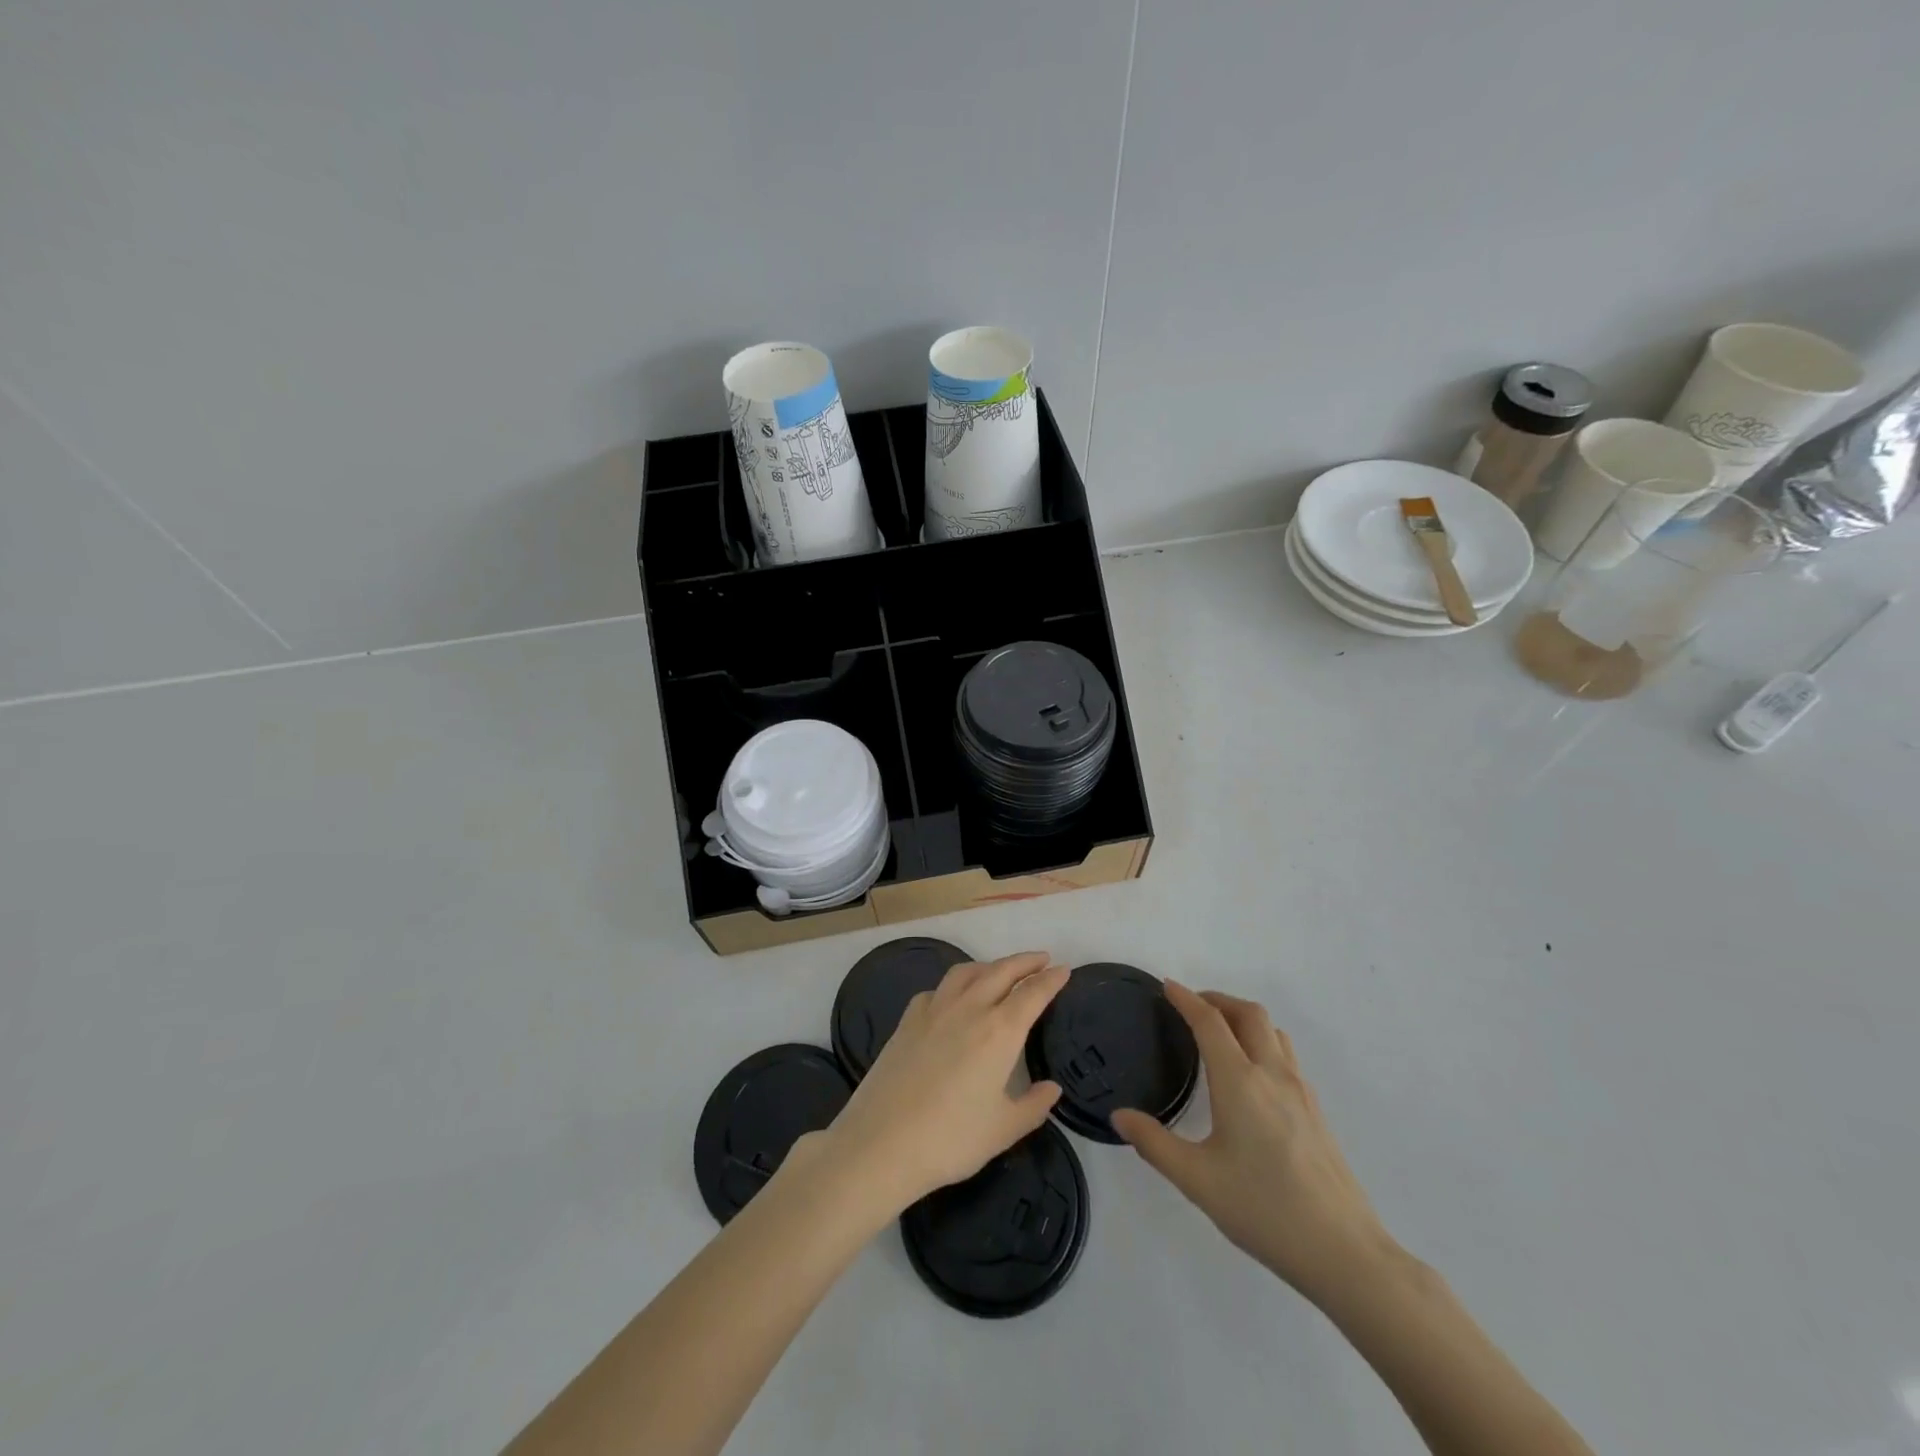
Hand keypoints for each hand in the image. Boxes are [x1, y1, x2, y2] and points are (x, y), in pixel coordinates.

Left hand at [808, 952, 1067, 1218]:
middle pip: (1001, 971)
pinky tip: (953, 998)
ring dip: (989, 965)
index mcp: (999, 1031)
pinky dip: (953, 985)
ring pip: (966, 972)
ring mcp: (934, 1010)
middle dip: (1025, 962)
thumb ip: (1033, 1105)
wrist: (881, 1142)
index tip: (1064, 970)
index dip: (1051, 980)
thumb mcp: (1003, 1130)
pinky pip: (936, 990)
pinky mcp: (907, 1020)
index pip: (1032, 994)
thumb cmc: (951, 1139)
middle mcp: (969, 1009)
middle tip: (1042, 959)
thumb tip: (1052, 1088)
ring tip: (1000, 970)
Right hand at [1112, 983, 1394, 1301]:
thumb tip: (1119, 1116)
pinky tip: (1251, 1075)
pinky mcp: (1316, 1111)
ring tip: (1221, 1033)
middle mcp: (1272, 1074)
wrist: (1344, 1252)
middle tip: (1192, 1006)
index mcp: (1239, 1082)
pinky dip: (1263, 1042)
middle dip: (1218, 999)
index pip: (1210, 1022)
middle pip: (1248, 1013)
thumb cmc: (1264, 1210)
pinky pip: (1287, 1055)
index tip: (1167, 986)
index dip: (1186, 999)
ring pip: (1273, 1031)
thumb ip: (1154, 1144)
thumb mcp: (1197, 1180)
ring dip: (1244, 1018)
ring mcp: (1300, 1091)